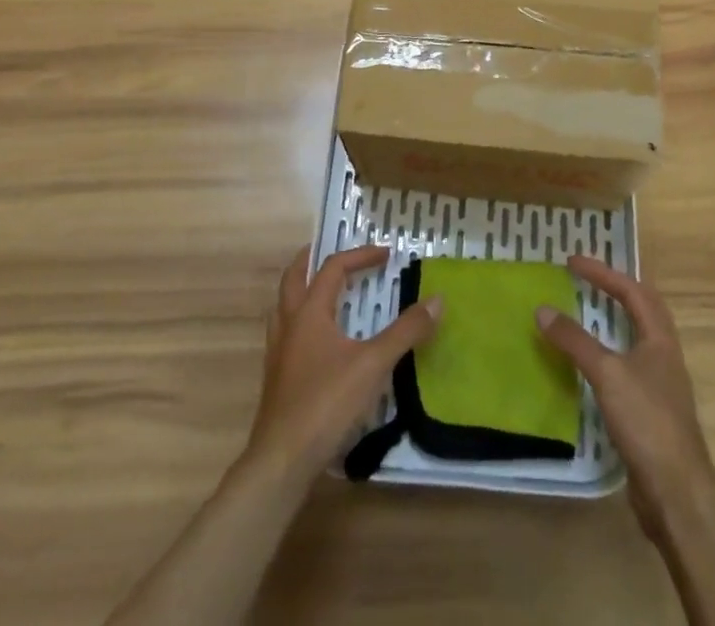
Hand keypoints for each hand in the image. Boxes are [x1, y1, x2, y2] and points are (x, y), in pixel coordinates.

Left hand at [246, 245, 441, 480]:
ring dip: (303, 290)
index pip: (333, 268)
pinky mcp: (276, 379)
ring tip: (324, 291)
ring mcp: (278, 352)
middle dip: (312, 260)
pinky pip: (286, 333)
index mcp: (309, 311)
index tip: (385, 255)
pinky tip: (318, 342)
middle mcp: (289, 324)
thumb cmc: (326, 403)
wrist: (281, 462)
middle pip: (294, 278)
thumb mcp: (373, 364)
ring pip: (284, 306)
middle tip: (333, 252)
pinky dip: (302, 321)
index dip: (360, 256)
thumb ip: (405, 332)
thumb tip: (437, 300)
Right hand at [536, 255, 713, 540]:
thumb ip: (575, 340)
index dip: (603, 272)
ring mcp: (659, 384)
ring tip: (584, 314)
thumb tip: (542, 309)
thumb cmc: (646, 420)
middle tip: (584, 279)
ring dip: (611, 322)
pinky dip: (607, 355)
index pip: (632, 291)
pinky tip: (589, 366)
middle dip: (614, 289)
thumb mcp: (607, 373)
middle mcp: (663, 354)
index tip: (572, 262)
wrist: (676, 491)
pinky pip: (626, 367)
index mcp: (660, 337)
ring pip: (634, 339)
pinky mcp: (650, 411)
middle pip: (642, 310)